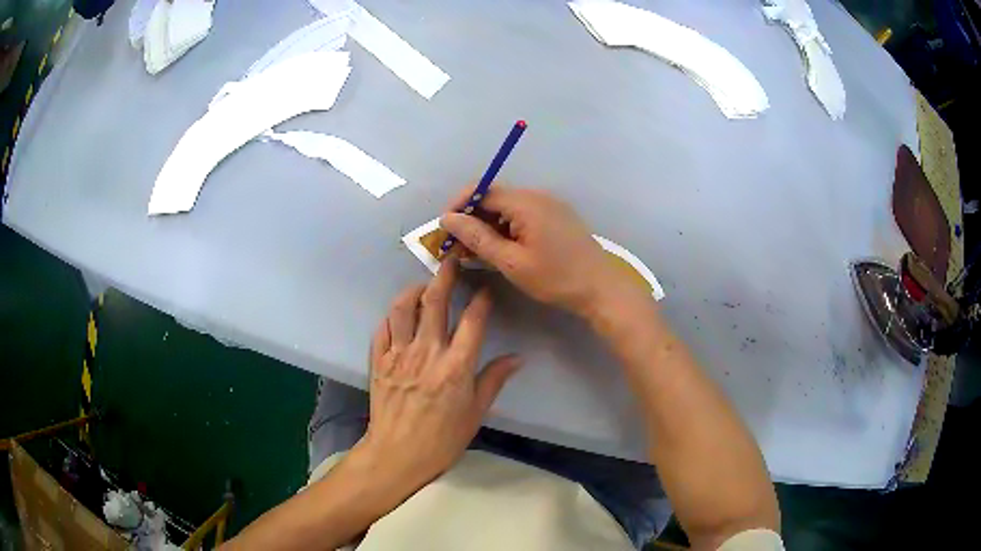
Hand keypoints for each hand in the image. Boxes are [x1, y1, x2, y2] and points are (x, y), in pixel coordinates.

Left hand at [353, 257, 521, 490]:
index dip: (482, 299)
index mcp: (456, 366)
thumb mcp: (476, 413)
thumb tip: (517, 358)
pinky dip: (392, 316)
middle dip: (445, 276)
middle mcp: (427, 353)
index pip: (473, 320)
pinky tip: (400, 315)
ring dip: (414, 291)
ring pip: (403, 309)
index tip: (486, 288)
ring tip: (423, 287)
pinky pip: (383, 328)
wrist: (397, 454)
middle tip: (451, 260)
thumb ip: (494, 380)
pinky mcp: (378, 361)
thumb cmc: (442, 439)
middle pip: (435, 302)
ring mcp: (399, 355)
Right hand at [440, 186, 641, 317]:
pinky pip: (522, 216)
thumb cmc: (555, 277)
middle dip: (470, 219)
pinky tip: (498, 250)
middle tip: (455, 247)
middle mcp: (536, 196)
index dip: (458, 207)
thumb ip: (477, 237)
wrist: (601, 288)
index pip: (481, 190)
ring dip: (487, 226)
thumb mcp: (511, 262)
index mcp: (525, 202)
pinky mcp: (555, 217)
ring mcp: (549, 205)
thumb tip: (447, 218)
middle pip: (493, 198)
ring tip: (473, 252)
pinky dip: (505, 229)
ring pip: (506, 208)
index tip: (444, 231)